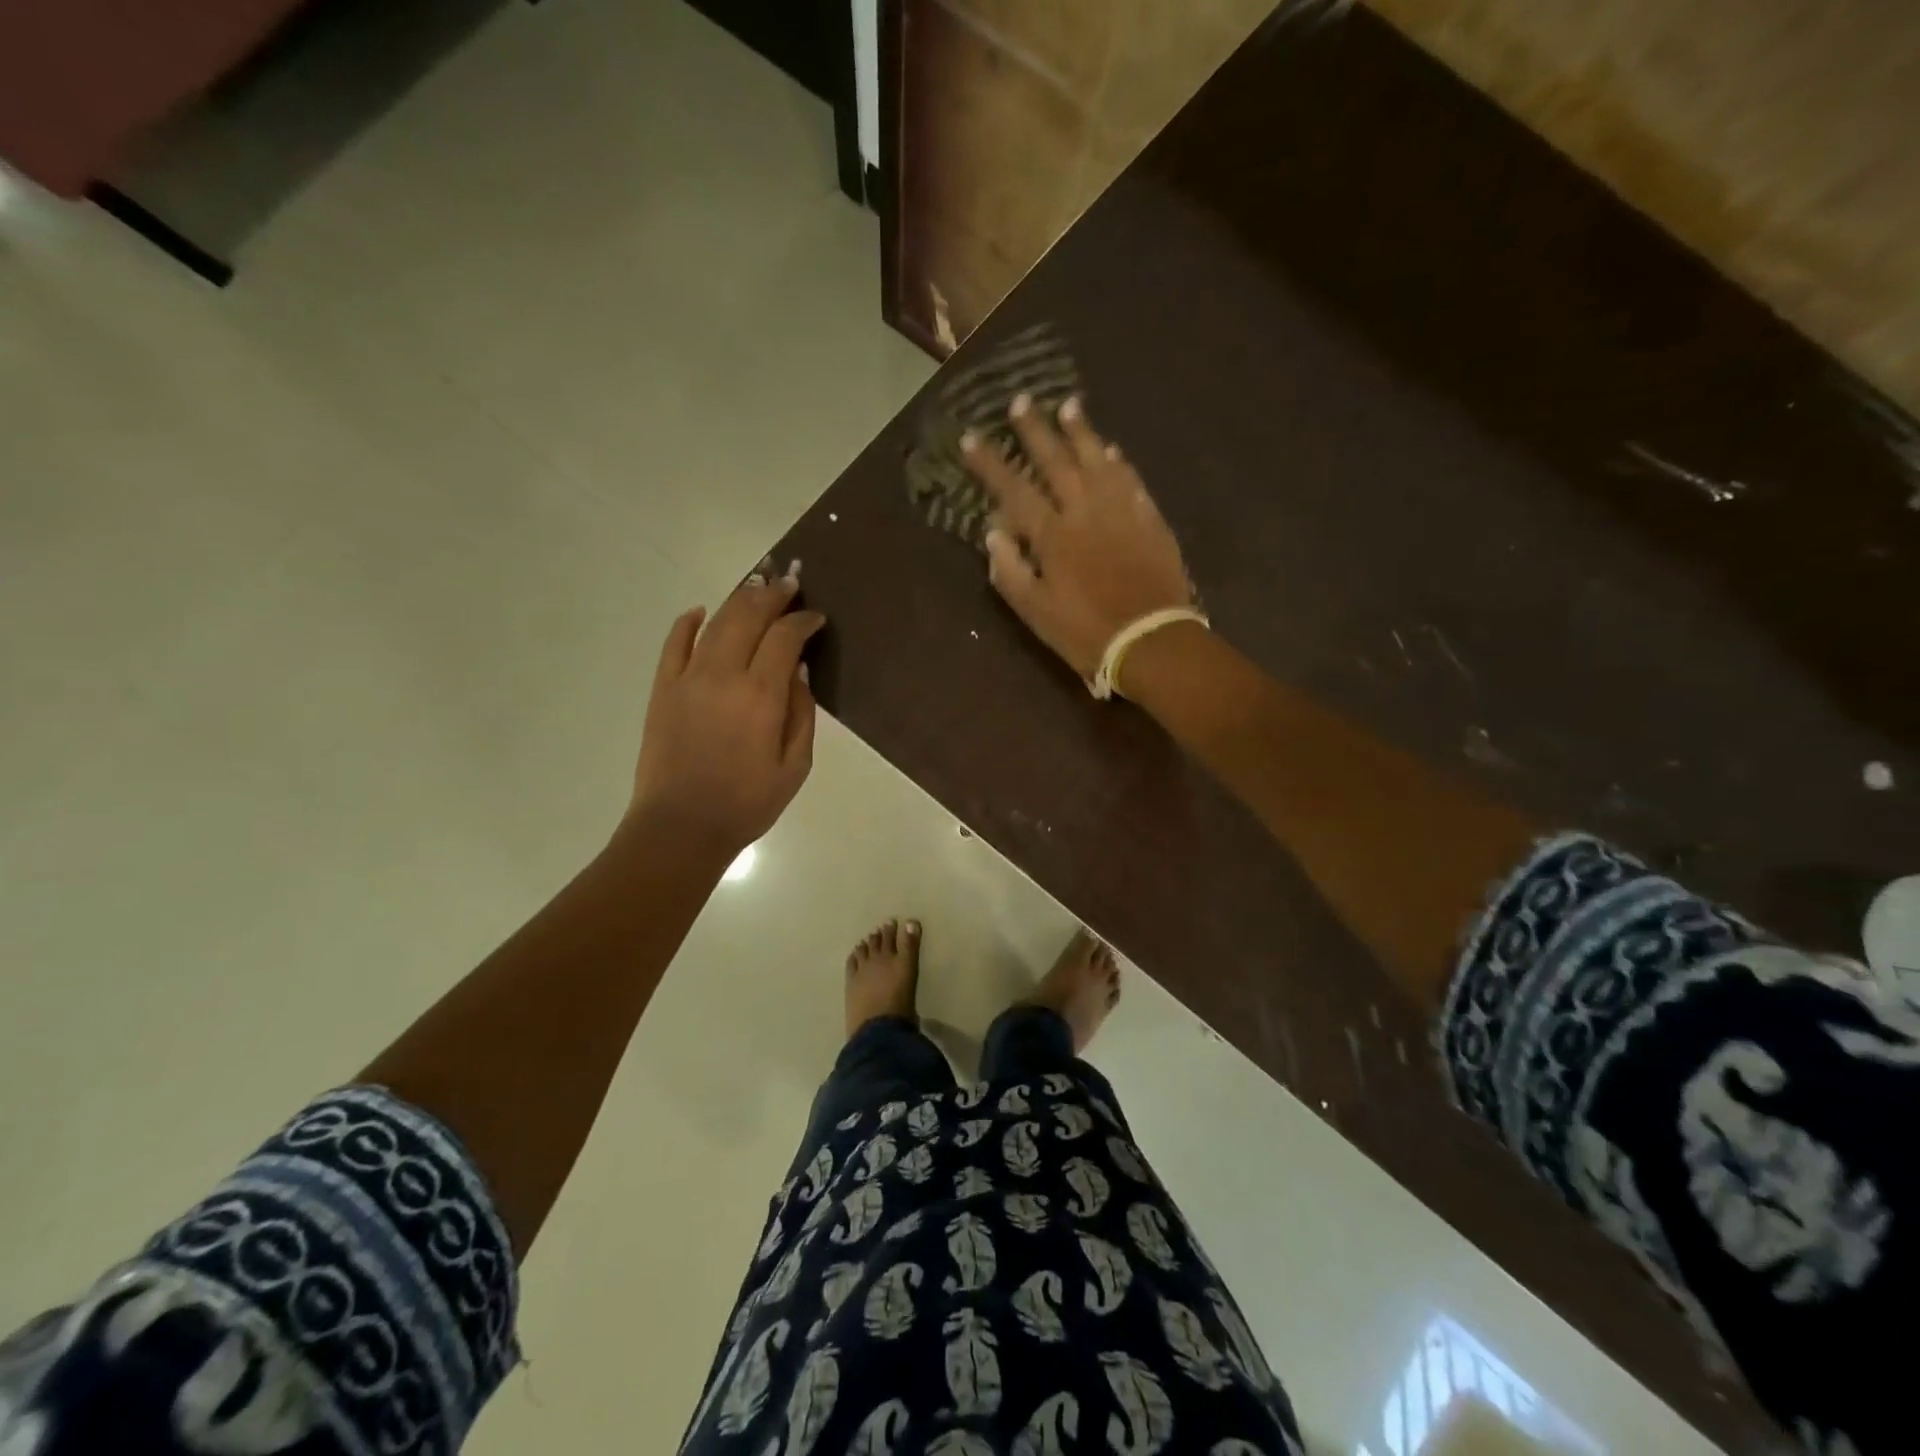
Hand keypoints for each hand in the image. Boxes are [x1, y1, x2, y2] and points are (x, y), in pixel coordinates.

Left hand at [628, 563, 824, 857]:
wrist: (681, 827)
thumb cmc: (747, 803)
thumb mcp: (795, 766)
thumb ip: (802, 714)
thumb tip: (798, 672)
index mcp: (760, 695)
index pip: (785, 638)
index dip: (803, 621)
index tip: (816, 618)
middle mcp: (723, 675)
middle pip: (748, 616)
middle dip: (772, 595)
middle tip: (790, 584)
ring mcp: (687, 678)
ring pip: (715, 622)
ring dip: (739, 599)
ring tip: (757, 585)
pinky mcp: (663, 689)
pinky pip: (674, 644)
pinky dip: (688, 622)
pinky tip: (700, 612)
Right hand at [962, 395, 1191, 681]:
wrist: (1150, 641)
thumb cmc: (1084, 632)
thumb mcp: (1034, 612)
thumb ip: (1010, 571)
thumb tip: (993, 534)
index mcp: (1052, 535)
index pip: (1013, 489)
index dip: (990, 463)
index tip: (970, 437)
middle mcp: (1085, 511)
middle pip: (1056, 461)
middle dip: (1035, 430)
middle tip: (1022, 400)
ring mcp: (1121, 511)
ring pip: (1098, 460)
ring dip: (1081, 432)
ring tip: (1068, 406)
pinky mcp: (1150, 519)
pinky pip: (1131, 480)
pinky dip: (1118, 462)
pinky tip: (1111, 450)